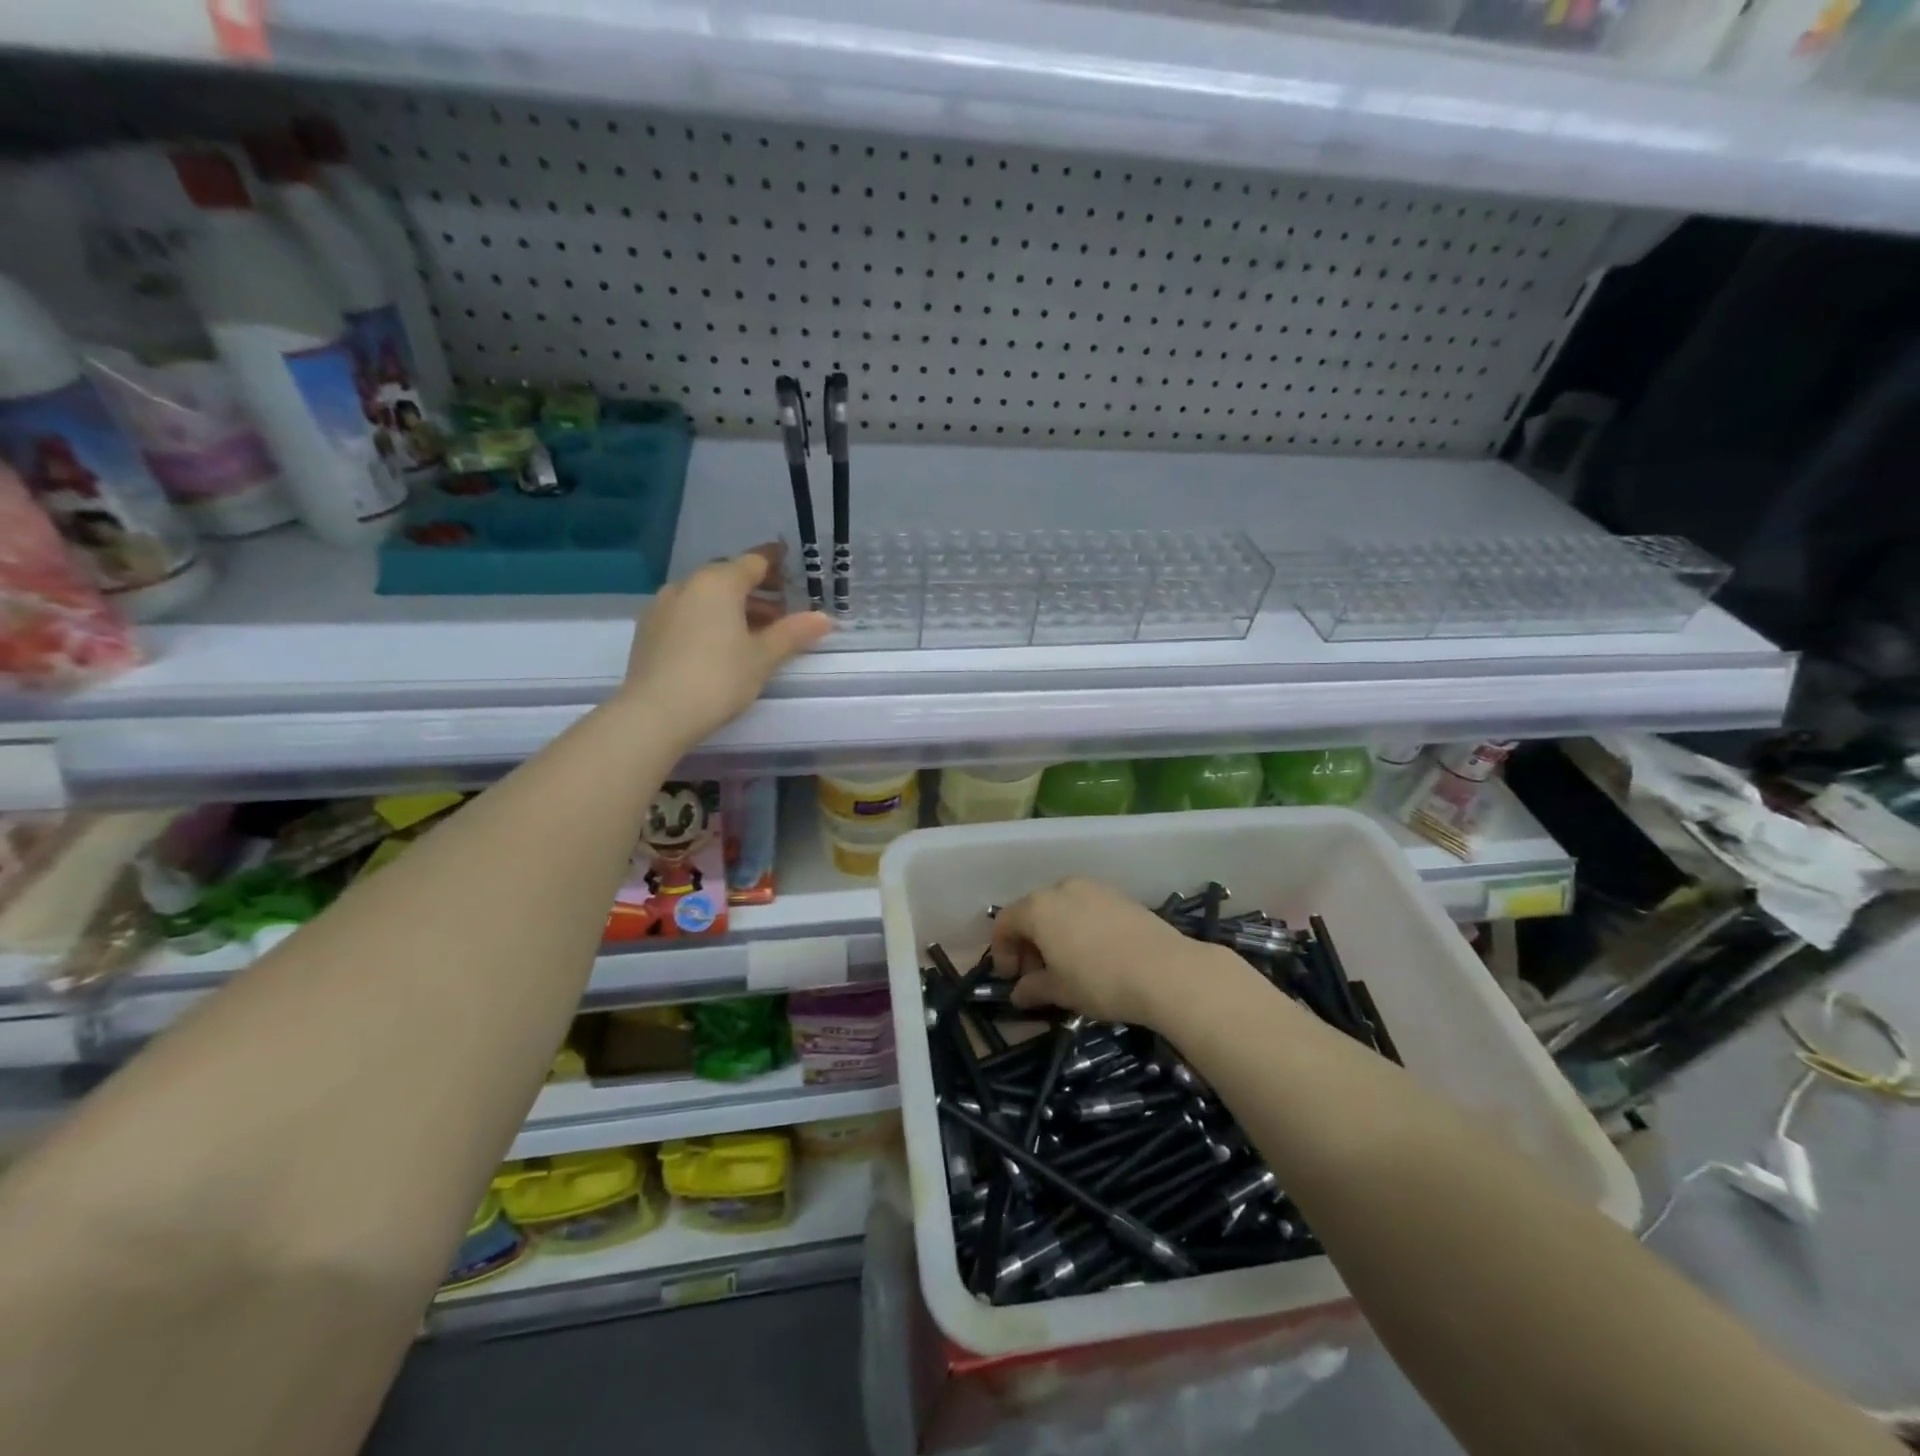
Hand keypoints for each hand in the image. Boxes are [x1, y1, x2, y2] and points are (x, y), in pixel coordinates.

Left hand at [621, 546, 831, 746]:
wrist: (656, 713)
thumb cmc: (718, 678)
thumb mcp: (763, 657)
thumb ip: (793, 633)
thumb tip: (823, 618)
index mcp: (718, 583)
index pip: (754, 561)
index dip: (776, 562)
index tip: (791, 564)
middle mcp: (687, 585)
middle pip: (727, 577)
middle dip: (756, 589)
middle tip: (781, 611)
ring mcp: (662, 606)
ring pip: (705, 596)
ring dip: (732, 607)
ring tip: (755, 633)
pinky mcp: (648, 630)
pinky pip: (687, 613)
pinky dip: (708, 619)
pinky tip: (720, 645)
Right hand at [989, 877, 1237, 1029]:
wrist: (1165, 970)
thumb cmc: (1100, 980)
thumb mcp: (1060, 991)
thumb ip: (1032, 988)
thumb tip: (1018, 993)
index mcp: (1038, 907)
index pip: (1005, 922)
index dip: (1002, 951)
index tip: (1011, 979)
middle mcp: (1062, 888)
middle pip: (1032, 912)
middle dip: (1028, 943)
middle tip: (1036, 976)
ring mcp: (1094, 889)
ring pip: (1061, 908)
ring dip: (1054, 935)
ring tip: (1066, 967)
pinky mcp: (1120, 896)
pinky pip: (1086, 909)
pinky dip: (1079, 928)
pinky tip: (1093, 955)